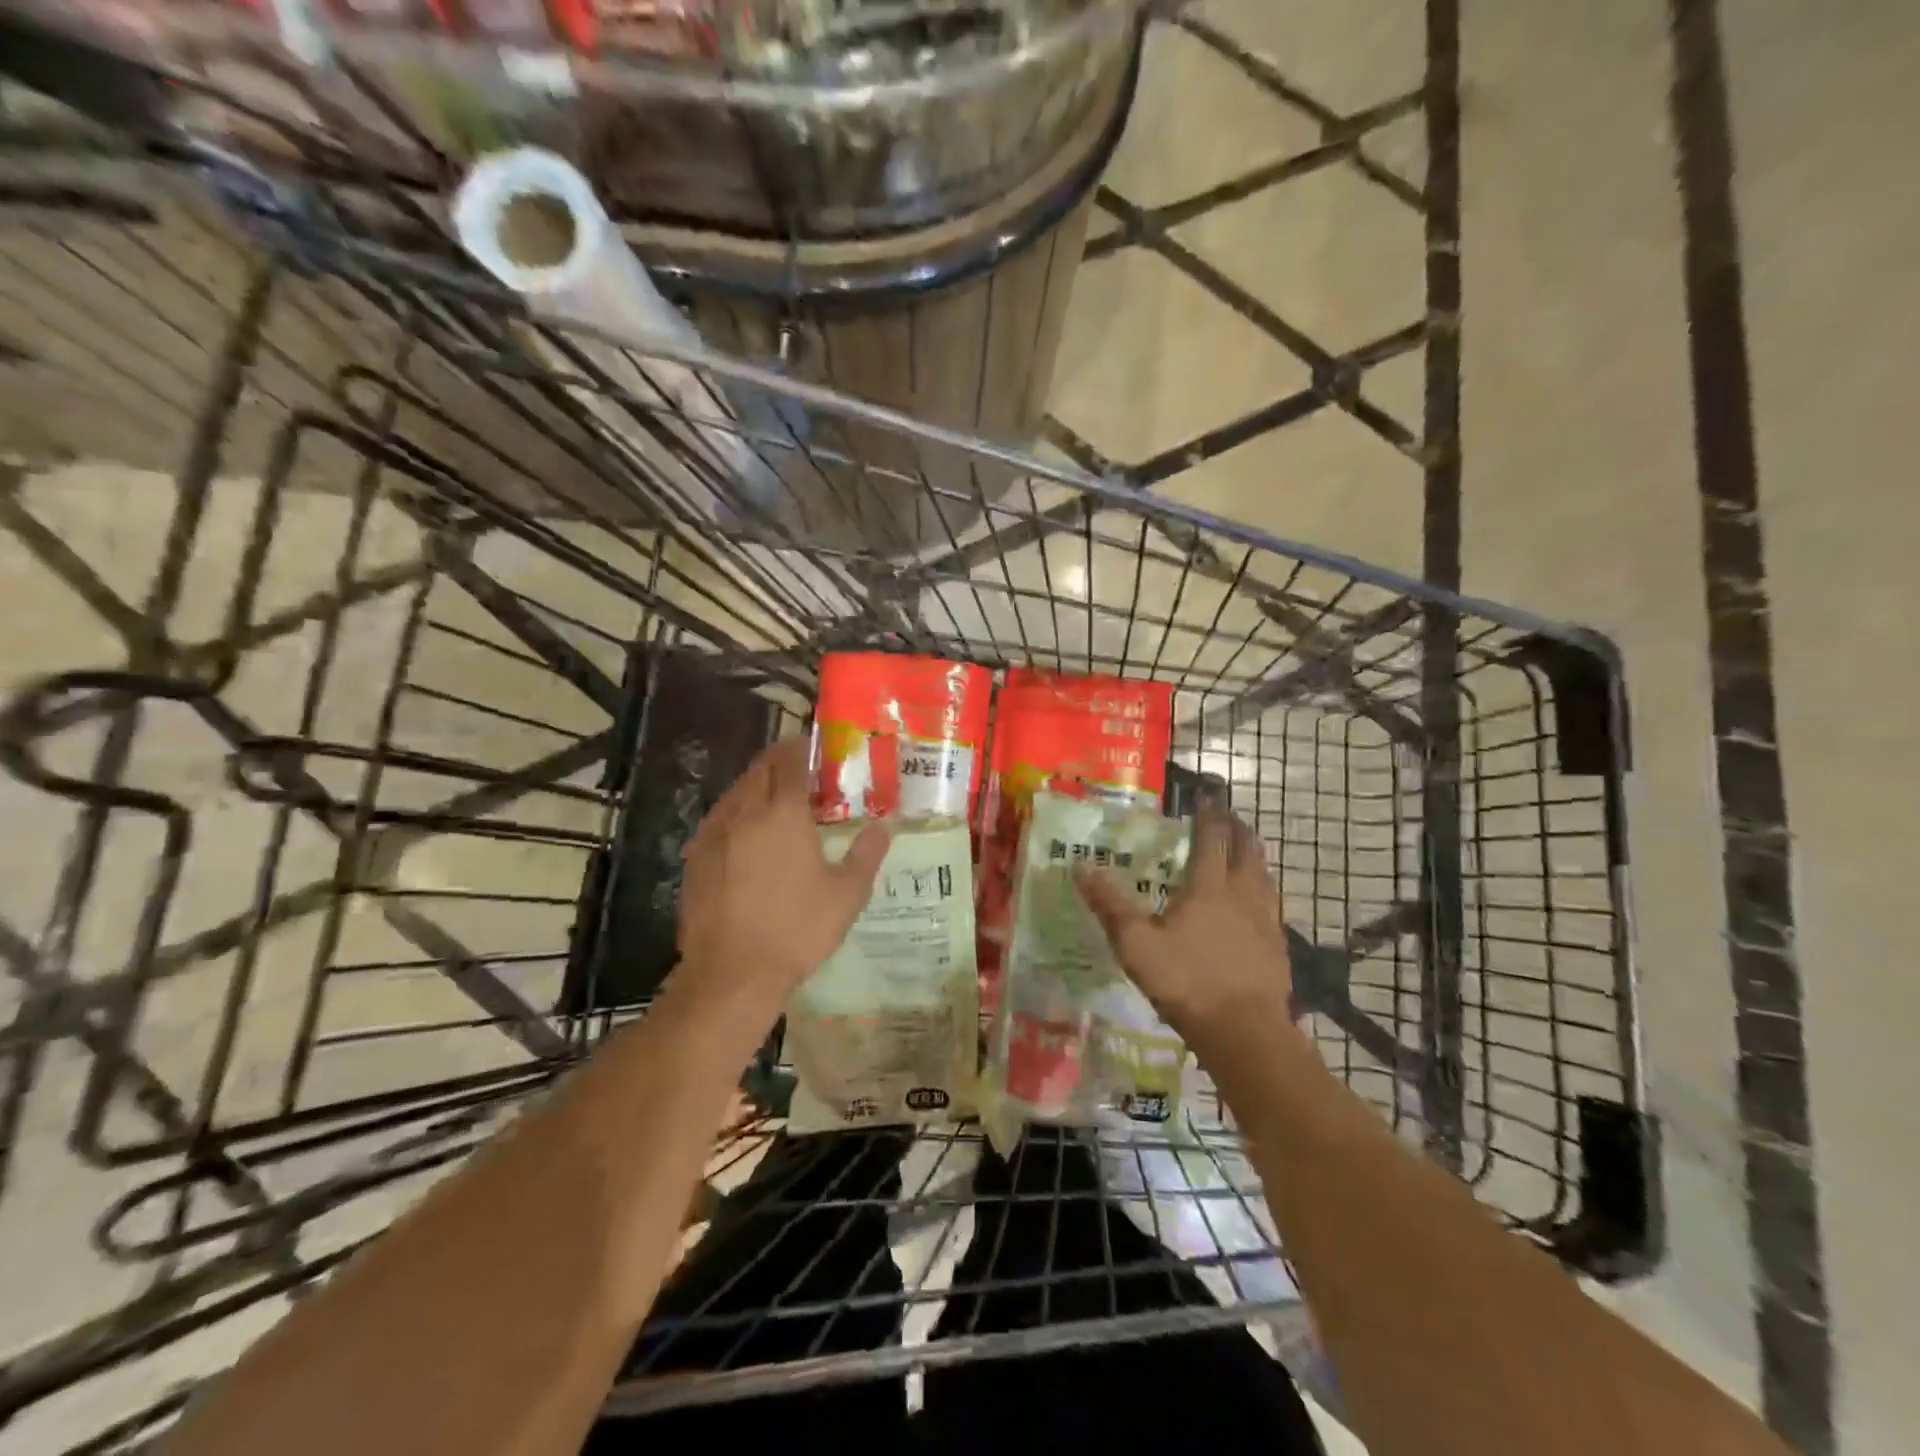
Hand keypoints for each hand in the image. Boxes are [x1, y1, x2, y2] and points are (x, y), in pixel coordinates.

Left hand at [673, 738, 890, 1023]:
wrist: (731, 974)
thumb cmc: (797, 929)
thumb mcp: (847, 895)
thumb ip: (866, 854)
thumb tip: (882, 828)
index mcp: (782, 814)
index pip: (789, 761)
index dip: (802, 748)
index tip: (816, 748)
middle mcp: (744, 813)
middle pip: (758, 770)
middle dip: (778, 762)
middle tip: (801, 774)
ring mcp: (713, 835)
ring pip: (735, 793)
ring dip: (756, 787)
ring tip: (776, 803)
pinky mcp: (695, 859)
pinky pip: (718, 820)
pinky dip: (736, 814)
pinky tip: (747, 838)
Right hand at [1075, 801, 1294, 1049]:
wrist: (1244, 1032)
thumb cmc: (1186, 981)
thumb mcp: (1135, 943)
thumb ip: (1109, 904)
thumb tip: (1081, 866)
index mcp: (1209, 887)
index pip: (1212, 839)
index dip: (1210, 815)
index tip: (1207, 797)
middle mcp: (1243, 895)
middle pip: (1248, 850)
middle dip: (1238, 829)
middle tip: (1228, 818)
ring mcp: (1266, 921)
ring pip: (1265, 876)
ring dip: (1254, 858)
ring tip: (1244, 853)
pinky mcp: (1278, 947)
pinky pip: (1272, 906)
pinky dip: (1262, 891)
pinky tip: (1255, 906)